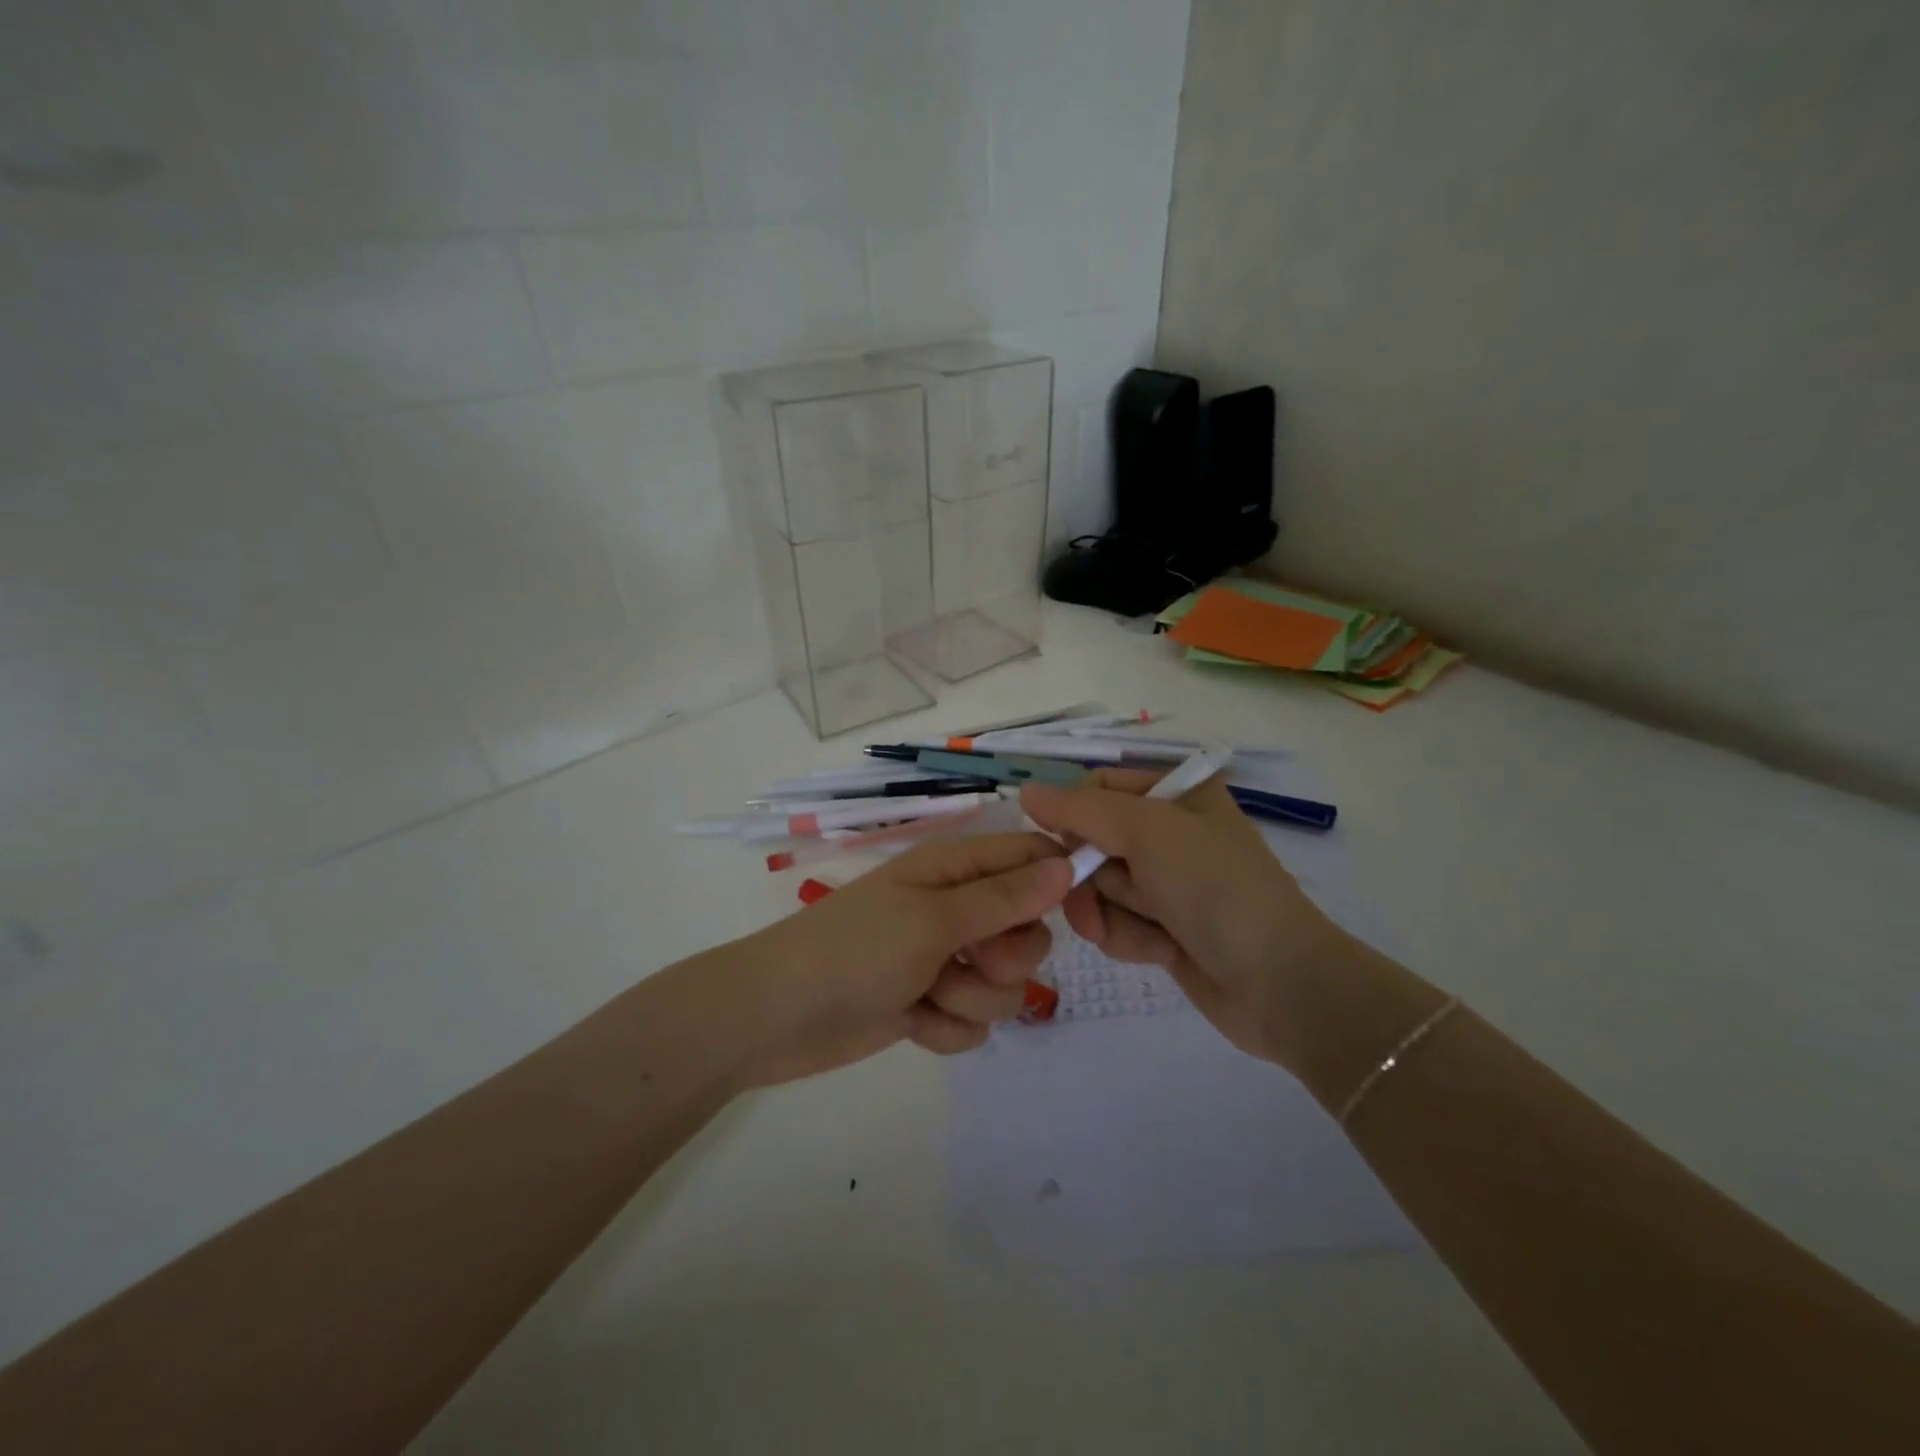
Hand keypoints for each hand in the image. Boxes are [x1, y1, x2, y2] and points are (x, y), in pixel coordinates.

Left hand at [721, 832, 1070, 1085]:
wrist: (778, 1017)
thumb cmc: (856, 949)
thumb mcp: (934, 917)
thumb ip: (1004, 897)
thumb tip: (1066, 863)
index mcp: (954, 869)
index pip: (1028, 856)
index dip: (1057, 879)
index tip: (1072, 911)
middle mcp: (955, 909)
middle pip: (1027, 930)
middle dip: (1008, 956)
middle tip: (970, 958)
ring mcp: (943, 959)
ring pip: (1004, 984)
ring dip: (972, 997)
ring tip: (928, 995)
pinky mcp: (931, 1004)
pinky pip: (973, 1020)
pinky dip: (947, 1027)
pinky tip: (913, 1023)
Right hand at [1021, 770, 1351, 1069]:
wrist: (1277, 983)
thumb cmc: (1215, 889)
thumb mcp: (1148, 832)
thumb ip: (1080, 810)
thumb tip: (1026, 791)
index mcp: (1176, 793)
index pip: (1097, 788)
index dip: (1072, 816)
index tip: (1061, 845)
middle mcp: (1169, 832)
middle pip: (1090, 842)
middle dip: (1092, 877)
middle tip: (1100, 898)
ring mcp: (1167, 882)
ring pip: (1098, 887)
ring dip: (1112, 913)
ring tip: (1152, 930)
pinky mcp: (1164, 926)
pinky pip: (1116, 922)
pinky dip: (1130, 937)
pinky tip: (1162, 951)